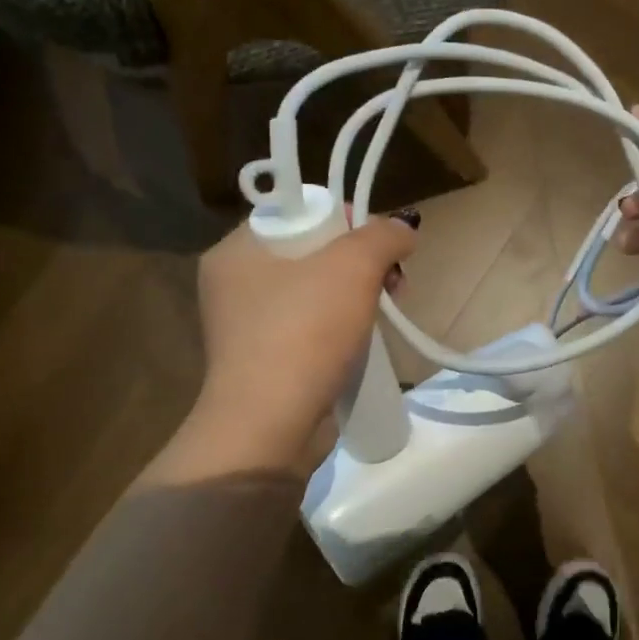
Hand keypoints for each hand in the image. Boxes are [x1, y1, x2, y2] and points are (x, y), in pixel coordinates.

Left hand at [153, 215, 416, 482]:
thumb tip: (403, 230)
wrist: (270, 427)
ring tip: (388, 309)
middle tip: (392, 281)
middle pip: (311, 252)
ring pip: (316, 292)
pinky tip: (368, 338)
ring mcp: (248, 327)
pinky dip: (341, 328)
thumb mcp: (352, 268)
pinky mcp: (266, 362)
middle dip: (360, 262)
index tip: (377, 243)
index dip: (344, 218)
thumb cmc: (304, 333)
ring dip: (357, 295)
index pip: (297, 211)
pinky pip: (311, 328)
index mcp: (236, 250)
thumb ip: (382, 236)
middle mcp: (235, 284)